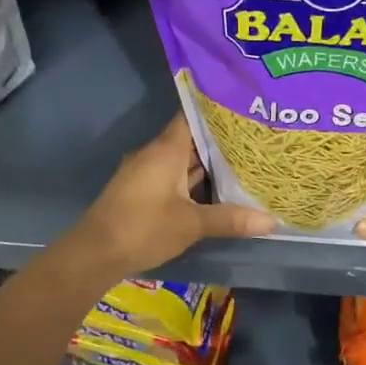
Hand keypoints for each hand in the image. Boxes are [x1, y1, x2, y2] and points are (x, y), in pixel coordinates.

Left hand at [69, 115, 273, 276]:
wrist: (94, 254)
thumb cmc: (143, 228)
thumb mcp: (191, 224)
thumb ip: (230, 219)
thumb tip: (271, 221)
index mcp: (166, 150)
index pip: (192, 116)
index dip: (217, 112)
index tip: (245, 110)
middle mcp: (154, 154)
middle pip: (191, 139)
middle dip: (220, 141)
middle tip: (255, 140)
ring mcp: (145, 173)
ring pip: (182, 161)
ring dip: (207, 164)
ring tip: (244, 163)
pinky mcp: (141, 192)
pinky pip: (173, 177)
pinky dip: (193, 181)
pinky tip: (216, 190)